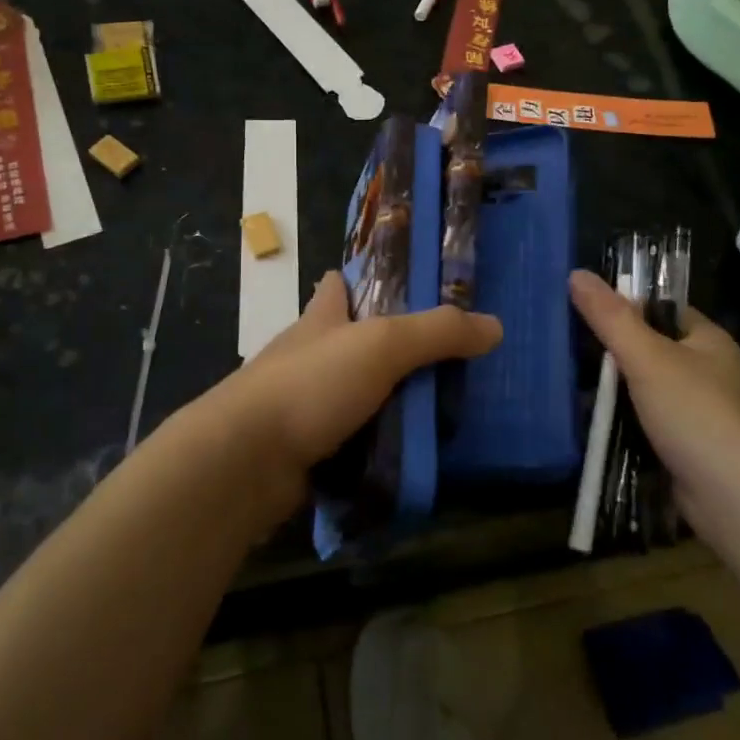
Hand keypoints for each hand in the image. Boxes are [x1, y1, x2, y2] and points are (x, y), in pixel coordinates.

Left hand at [198, 270, 501, 501]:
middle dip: (384, 347)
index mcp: (320, 320)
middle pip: (347, 342)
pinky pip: (348, 441)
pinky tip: (406, 453)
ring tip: (435, 408)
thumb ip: (437, 333)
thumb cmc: (310, 385)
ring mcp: (301, 405)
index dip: (358, 279)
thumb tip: (494, 326)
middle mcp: (306, 357)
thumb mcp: (381, 346)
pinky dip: (373, 444)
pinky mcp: (301, 450)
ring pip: (351, 395)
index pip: (336, 287)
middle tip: (441, 358)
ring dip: (383, 400)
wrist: (245, 461)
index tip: (395, 284)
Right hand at [568, 269, 739, 551]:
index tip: (577, 310)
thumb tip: (576, 273)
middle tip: (561, 349)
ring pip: (643, 391)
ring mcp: (698, 413)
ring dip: (610, 393)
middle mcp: (707, 372)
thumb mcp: (648, 358)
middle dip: (608, 353)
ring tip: (562, 385)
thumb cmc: (698, 416)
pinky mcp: (687, 449)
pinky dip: (620, 425)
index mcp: (707, 340)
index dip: (621, 306)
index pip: (658, 308)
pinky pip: (645, 425)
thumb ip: (610, 317)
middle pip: (647, 350)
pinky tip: (587, 425)